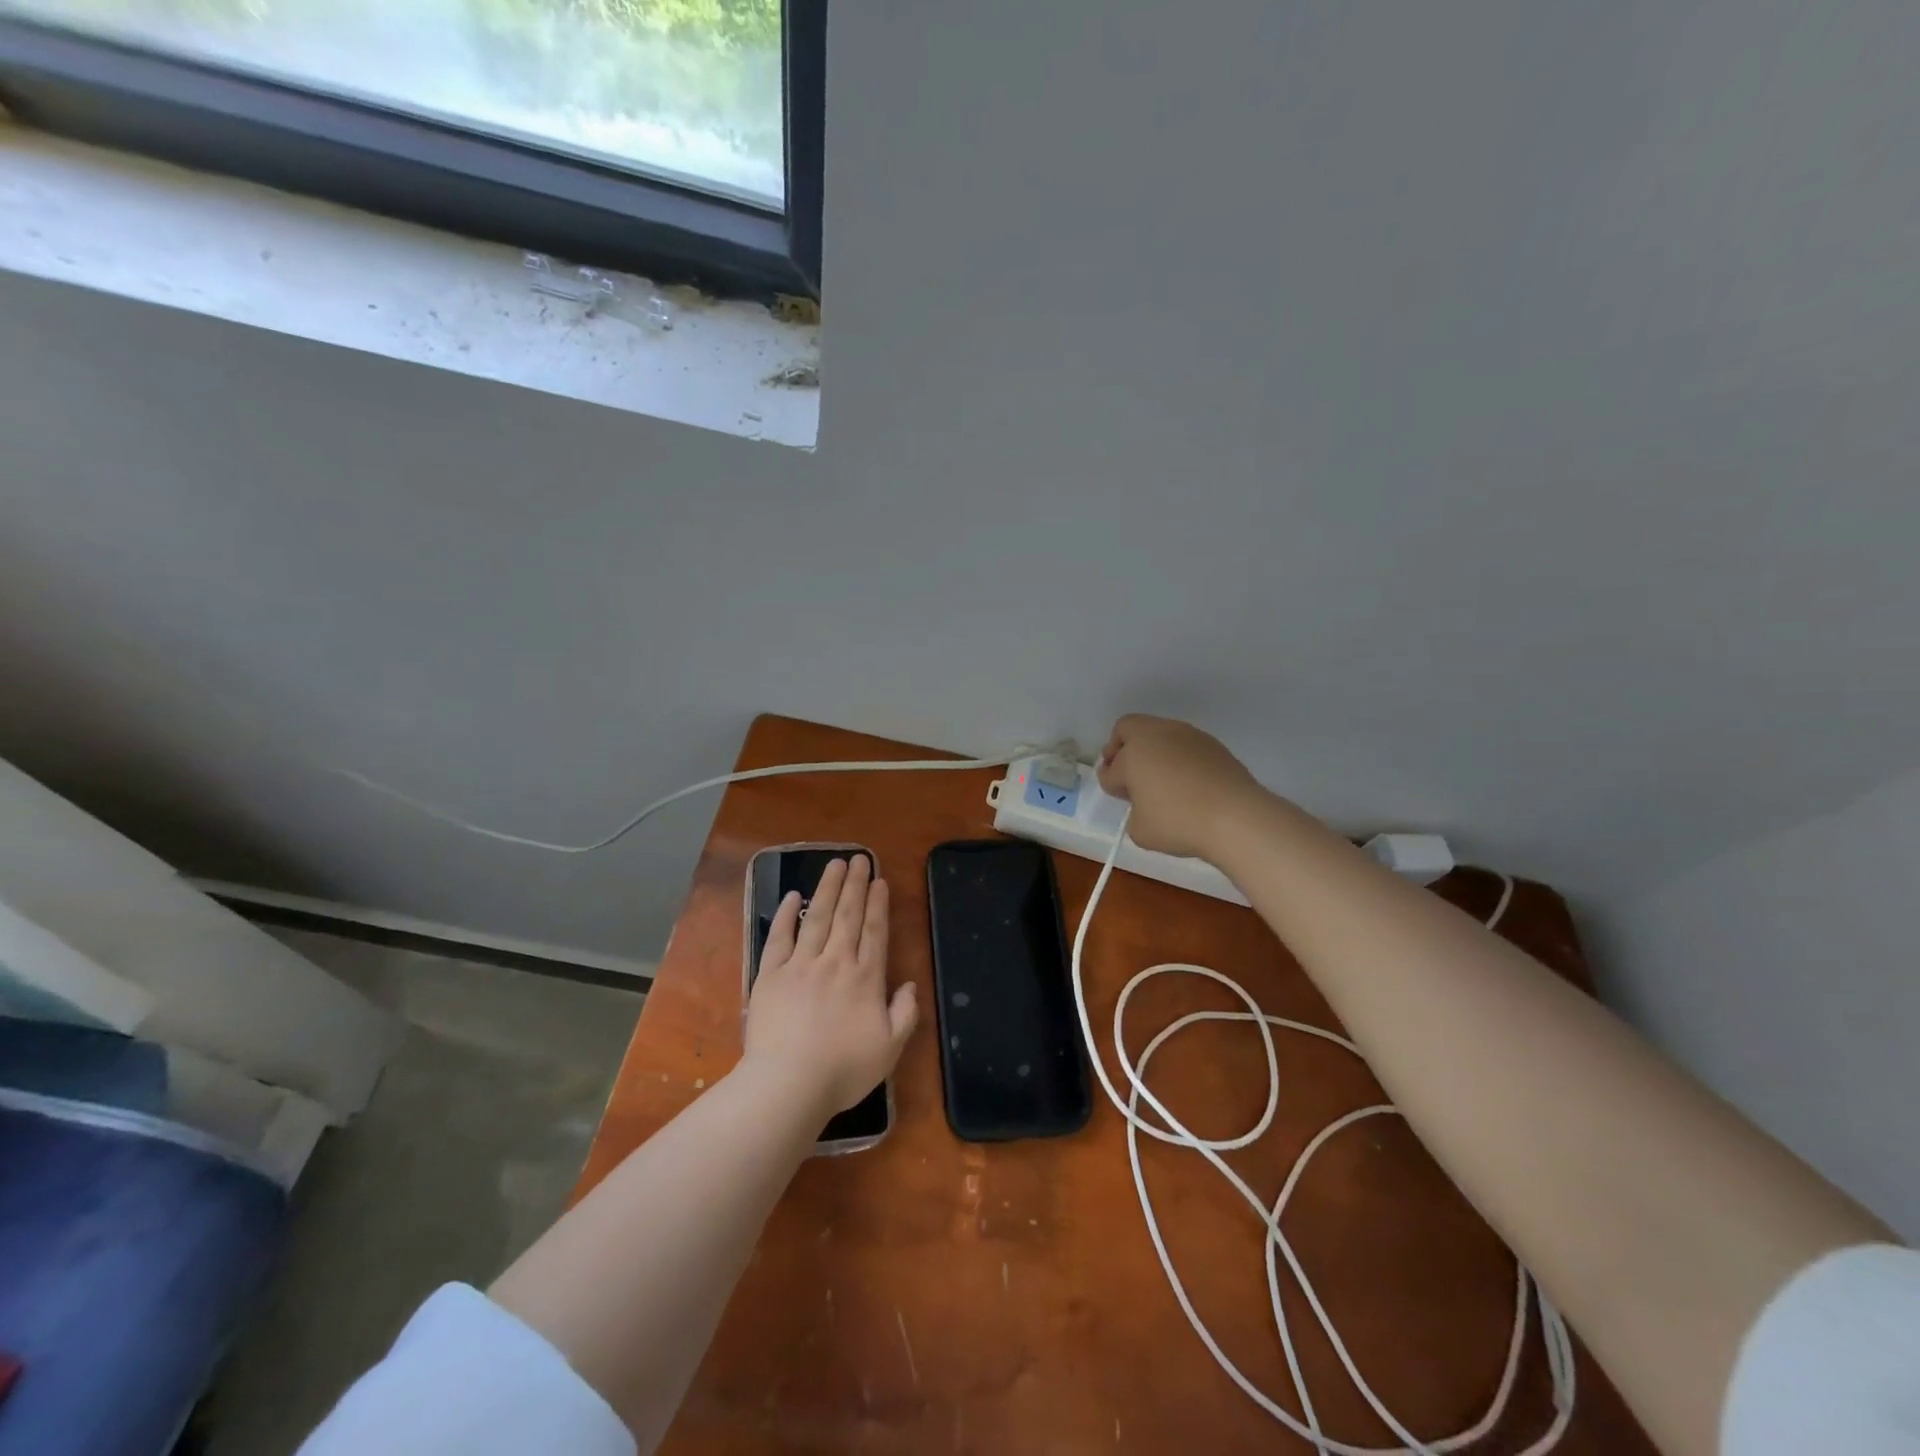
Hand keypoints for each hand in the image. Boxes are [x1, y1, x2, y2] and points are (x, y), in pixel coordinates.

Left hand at [744, 856, 917, 1115]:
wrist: (787, 1085)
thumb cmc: (843, 1070)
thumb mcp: (890, 1049)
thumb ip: (905, 1014)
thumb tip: (909, 985)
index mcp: (865, 978)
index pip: (875, 932)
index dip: (878, 904)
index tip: (879, 880)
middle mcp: (835, 962)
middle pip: (848, 915)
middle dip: (855, 885)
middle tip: (859, 858)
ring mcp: (801, 965)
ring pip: (817, 918)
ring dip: (827, 889)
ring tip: (834, 864)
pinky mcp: (770, 975)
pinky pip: (780, 938)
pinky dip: (787, 915)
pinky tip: (793, 897)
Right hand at [1097, 714, 1266, 859]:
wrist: (1236, 816)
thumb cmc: (1179, 823)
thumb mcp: (1141, 831)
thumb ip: (1135, 812)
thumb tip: (1147, 804)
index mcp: (1132, 754)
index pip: (1111, 769)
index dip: (1111, 784)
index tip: (1121, 796)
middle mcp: (1156, 735)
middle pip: (1128, 728)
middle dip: (1120, 747)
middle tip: (1127, 772)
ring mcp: (1186, 735)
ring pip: (1158, 732)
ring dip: (1152, 750)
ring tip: (1160, 779)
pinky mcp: (1211, 743)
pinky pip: (1184, 744)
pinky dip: (1177, 756)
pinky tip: (1186, 781)